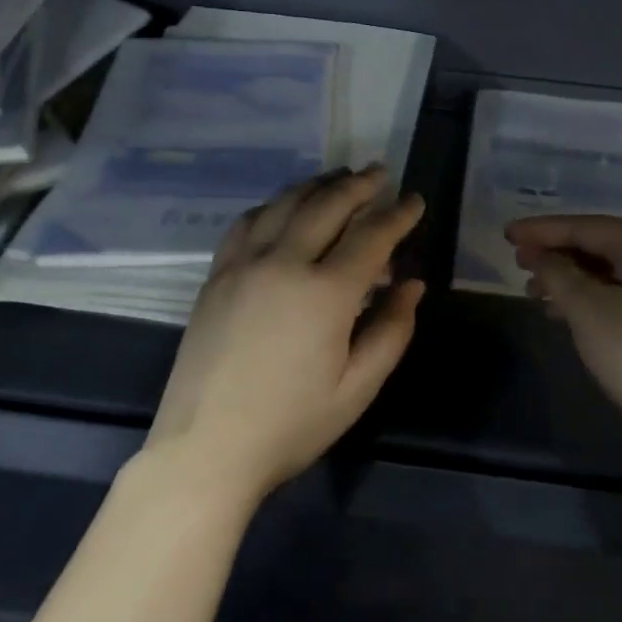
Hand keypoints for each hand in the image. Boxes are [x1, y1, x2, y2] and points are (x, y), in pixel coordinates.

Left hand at [146, 166, 426, 504]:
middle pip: (327, 205)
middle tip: (379, 173)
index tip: (415, 200)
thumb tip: (412, 284)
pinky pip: (247, 223)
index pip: (372, 236)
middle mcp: (284, 263)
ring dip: (316, 185)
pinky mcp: (217, 276)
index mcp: (325, 293)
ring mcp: (244, 265)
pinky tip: (283, 208)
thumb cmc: (291, 424)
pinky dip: (273, 205)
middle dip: (359, 185)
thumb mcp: (358, 387)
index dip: (398, 215)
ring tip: (338, 177)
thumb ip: (392, 330)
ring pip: (284, 204)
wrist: (206, 448)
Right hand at [508, 214, 621, 454]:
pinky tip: (557, 312)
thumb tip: (539, 255)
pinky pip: (612, 293)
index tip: (508, 234)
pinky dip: (583, 297)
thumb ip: (557, 273)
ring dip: (564, 277)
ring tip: (531, 291)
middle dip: (553, 252)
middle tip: (516, 261)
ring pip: (602, 271)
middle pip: (595, 244)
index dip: (542, 229)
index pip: (584, 226)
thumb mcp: (586, 308)